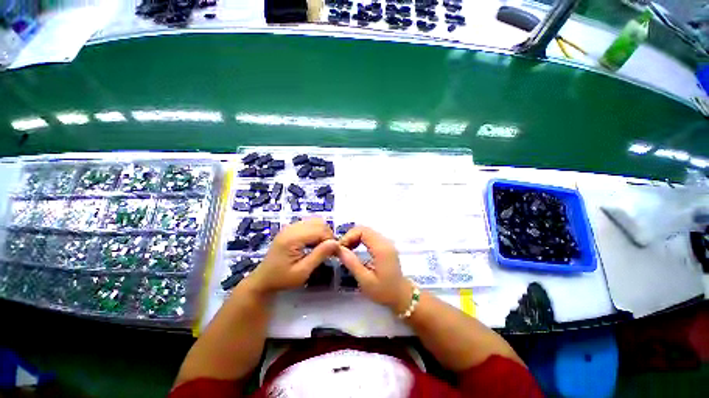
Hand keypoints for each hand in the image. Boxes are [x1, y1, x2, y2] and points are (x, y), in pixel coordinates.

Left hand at [248, 218, 338, 294]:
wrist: (264, 279)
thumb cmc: (283, 278)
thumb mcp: (303, 271)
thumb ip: (319, 255)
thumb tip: (336, 243)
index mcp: (293, 238)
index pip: (320, 230)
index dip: (331, 240)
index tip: (335, 254)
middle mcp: (290, 228)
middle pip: (318, 222)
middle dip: (327, 235)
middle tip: (329, 253)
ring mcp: (288, 228)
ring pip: (313, 222)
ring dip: (321, 234)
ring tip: (322, 250)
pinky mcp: (288, 231)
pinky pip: (307, 225)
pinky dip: (314, 233)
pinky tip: (313, 247)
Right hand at [337, 226, 412, 313]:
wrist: (402, 296)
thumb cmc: (384, 291)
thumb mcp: (365, 280)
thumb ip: (352, 263)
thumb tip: (338, 249)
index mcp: (381, 249)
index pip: (362, 230)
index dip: (348, 236)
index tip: (340, 250)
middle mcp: (386, 242)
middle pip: (364, 229)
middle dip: (350, 237)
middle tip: (341, 251)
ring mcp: (387, 244)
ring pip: (367, 233)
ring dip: (354, 239)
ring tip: (346, 253)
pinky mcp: (386, 248)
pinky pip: (371, 238)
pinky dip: (360, 241)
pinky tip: (355, 253)